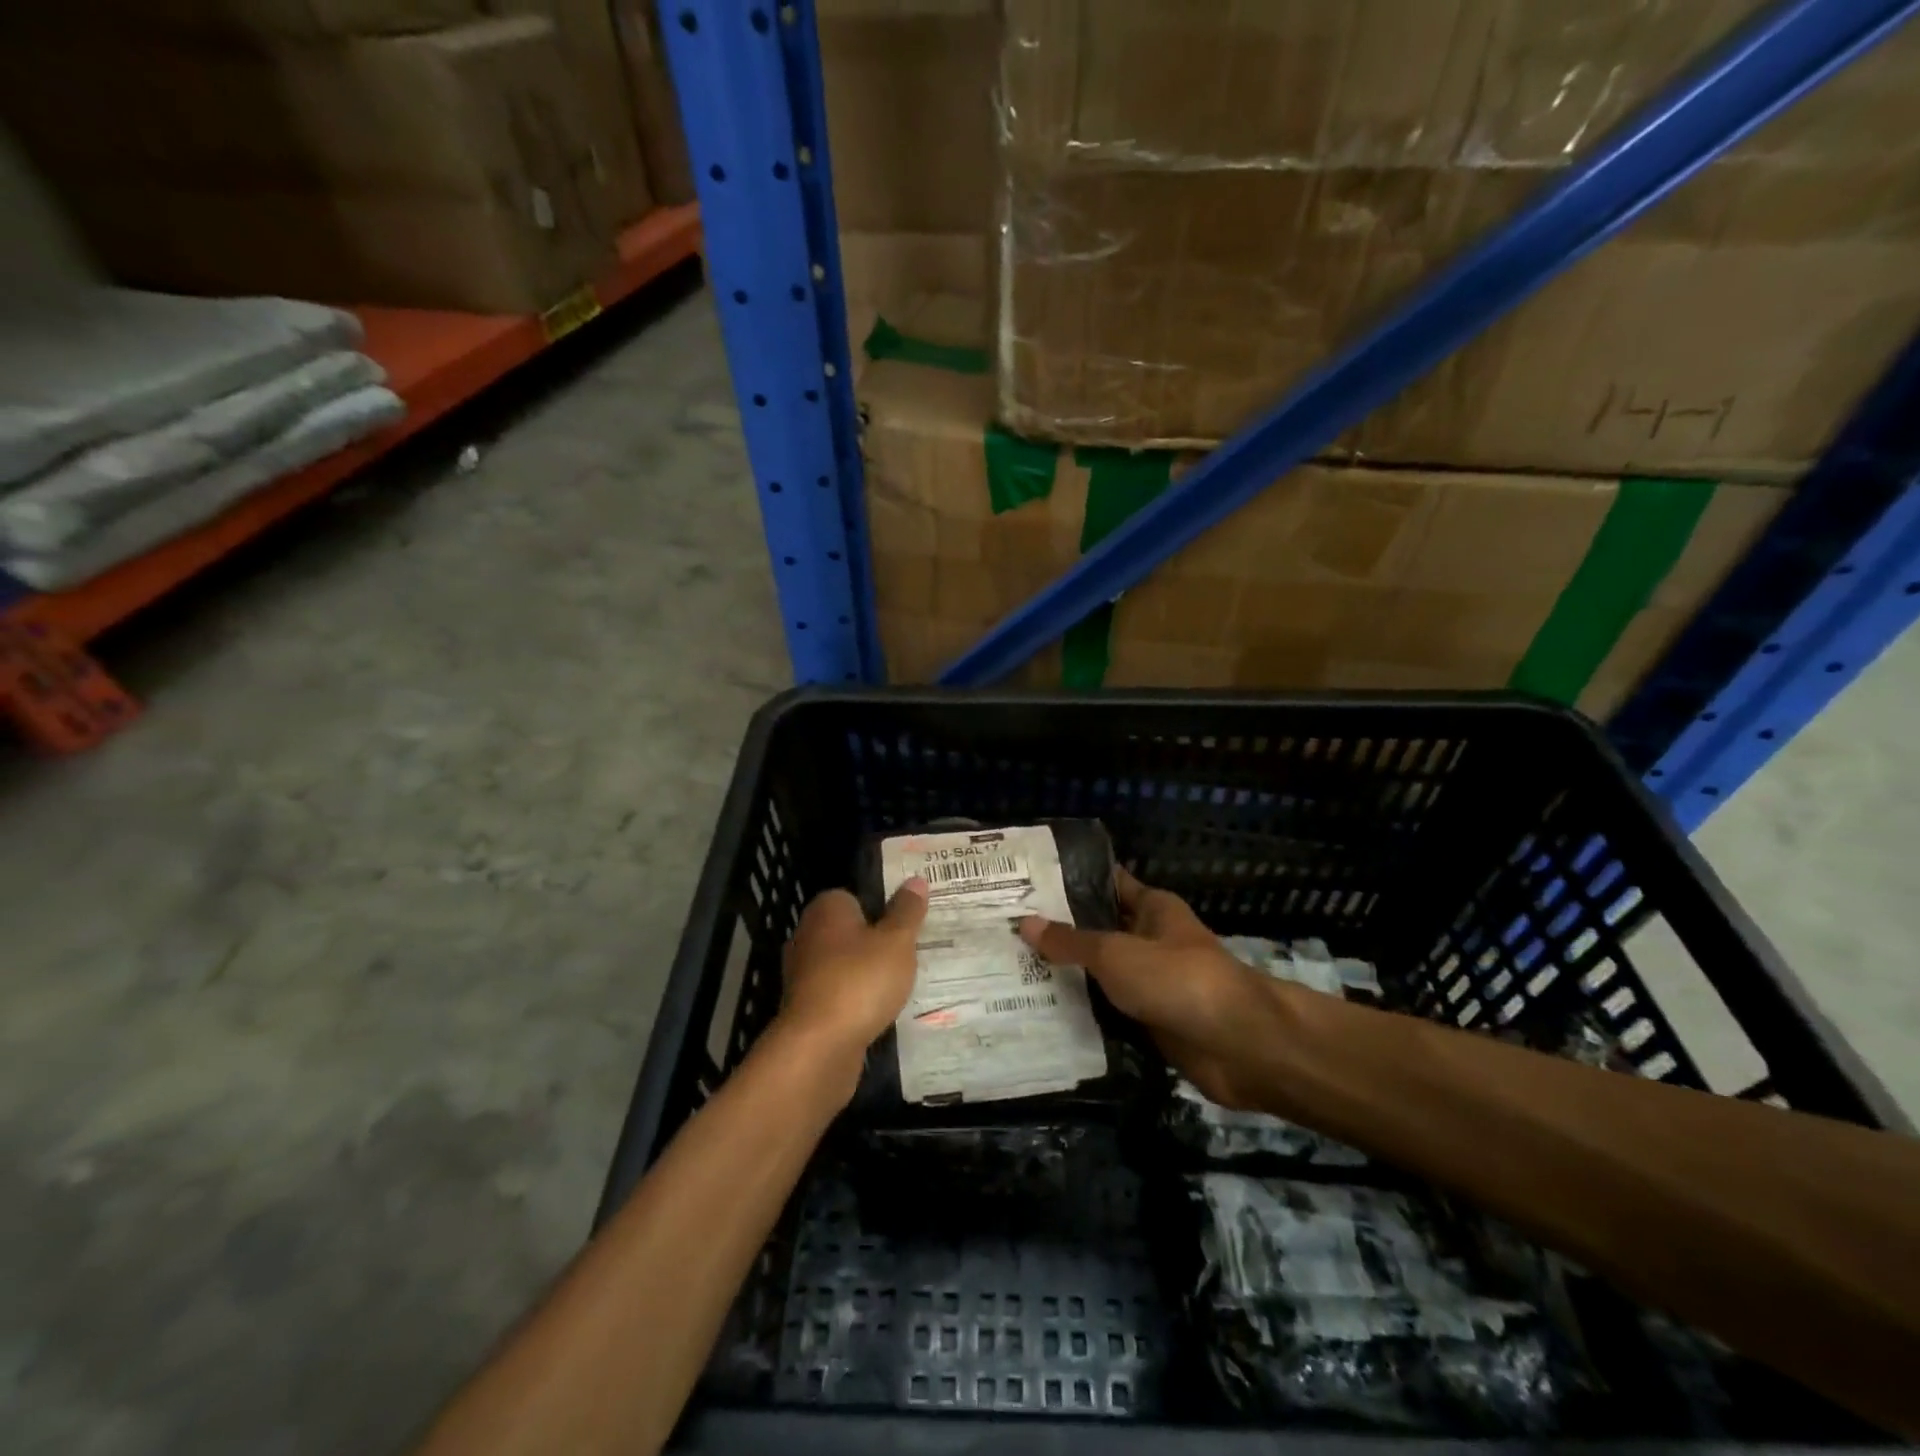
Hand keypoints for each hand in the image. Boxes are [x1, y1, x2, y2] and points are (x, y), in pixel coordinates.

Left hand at [777, 880, 929, 1067]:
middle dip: (876, 941)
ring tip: (901, 982)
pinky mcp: (806, 1007)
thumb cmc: (860, 980)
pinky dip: (856, 998)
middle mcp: (808, 934)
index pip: (855, 896)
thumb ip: (907, 911)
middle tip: (911, 951)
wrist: (819, 1046)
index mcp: (827, 909)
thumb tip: (916, 880)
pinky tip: (879, 1009)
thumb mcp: (897, 941)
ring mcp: (803, 973)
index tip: (908, 922)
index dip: (882, 906)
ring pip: (844, 963)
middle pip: (850, 930)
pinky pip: (839, 992)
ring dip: (866, 972)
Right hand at [1019, 868, 1280, 1108]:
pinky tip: (1042, 1012)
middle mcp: (1152, 940)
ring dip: (1069, 975)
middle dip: (1060, 931)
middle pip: (1100, 930)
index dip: (1071, 881)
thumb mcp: (1115, 953)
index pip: (1107, 883)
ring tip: (1012, 970)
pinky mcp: (1152, 1021)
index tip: (1026, 883)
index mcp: (1153, 908)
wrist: (1238, 1045)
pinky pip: (1110, 1010)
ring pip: (1103, 974)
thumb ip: (1070, 941)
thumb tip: (1024, 922)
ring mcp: (1153, 982)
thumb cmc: (1177, 979)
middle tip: (1007, 930)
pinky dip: (1084, 1012)